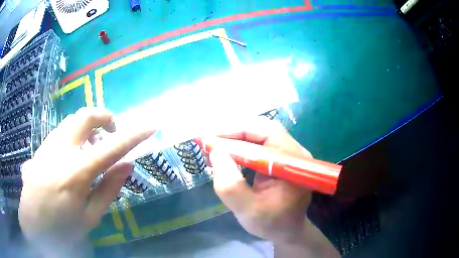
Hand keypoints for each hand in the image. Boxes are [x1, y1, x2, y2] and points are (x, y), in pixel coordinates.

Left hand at [18, 108, 152, 256]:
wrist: (33, 225)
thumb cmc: (63, 228)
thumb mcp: (90, 217)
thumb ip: (108, 189)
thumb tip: (127, 165)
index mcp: (77, 173)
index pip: (111, 148)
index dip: (133, 136)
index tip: (150, 127)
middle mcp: (61, 151)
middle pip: (85, 116)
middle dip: (104, 117)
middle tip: (112, 132)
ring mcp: (48, 146)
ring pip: (71, 120)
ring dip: (88, 126)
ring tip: (92, 146)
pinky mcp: (40, 148)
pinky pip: (61, 132)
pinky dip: (73, 135)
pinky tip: (73, 155)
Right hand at [208, 118, 339, 256]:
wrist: (288, 230)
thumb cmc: (271, 223)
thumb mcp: (247, 211)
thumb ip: (231, 185)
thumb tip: (216, 153)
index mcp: (292, 165)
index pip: (266, 135)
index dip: (235, 135)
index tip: (209, 141)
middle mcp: (295, 152)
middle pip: (264, 129)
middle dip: (234, 132)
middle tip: (211, 141)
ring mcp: (290, 153)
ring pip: (261, 133)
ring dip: (236, 137)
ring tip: (215, 147)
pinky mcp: (281, 158)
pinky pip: (261, 143)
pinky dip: (241, 145)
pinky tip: (227, 153)